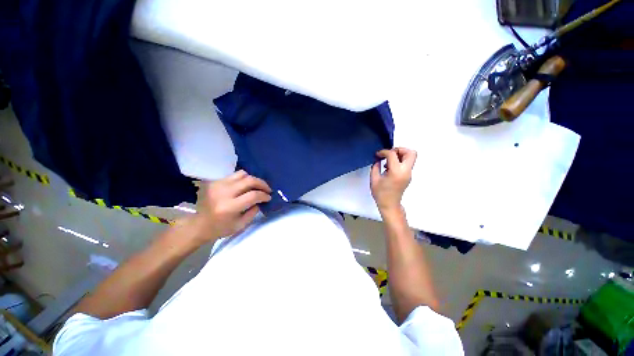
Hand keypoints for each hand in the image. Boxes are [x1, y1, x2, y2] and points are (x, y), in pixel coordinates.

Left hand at [188, 170, 271, 241]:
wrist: (199, 225)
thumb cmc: (221, 228)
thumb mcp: (241, 225)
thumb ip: (254, 211)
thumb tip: (261, 199)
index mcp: (229, 207)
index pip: (253, 195)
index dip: (264, 195)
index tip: (269, 197)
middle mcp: (223, 193)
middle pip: (249, 181)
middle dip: (262, 184)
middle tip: (267, 189)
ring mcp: (218, 185)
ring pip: (242, 174)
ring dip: (253, 179)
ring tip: (256, 186)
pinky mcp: (215, 181)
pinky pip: (234, 175)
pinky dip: (243, 179)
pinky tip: (245, 186)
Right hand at [370, 148, 416, 214]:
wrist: (389, 205)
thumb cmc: (381, 194)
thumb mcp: (374, 179)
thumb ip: (375, 166)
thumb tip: (378, 159)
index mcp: (396, 172)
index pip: (393, 154)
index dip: (384, 152)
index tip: (378, 154)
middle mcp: (405, 171)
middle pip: (410, 153)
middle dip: (399, 149)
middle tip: (389, 153)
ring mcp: (408, 174)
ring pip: (411, 157)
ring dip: (400, 155)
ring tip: (388, 160)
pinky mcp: (408, 176)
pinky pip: (407, 163)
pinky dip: (400, 161)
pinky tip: (390, 166)